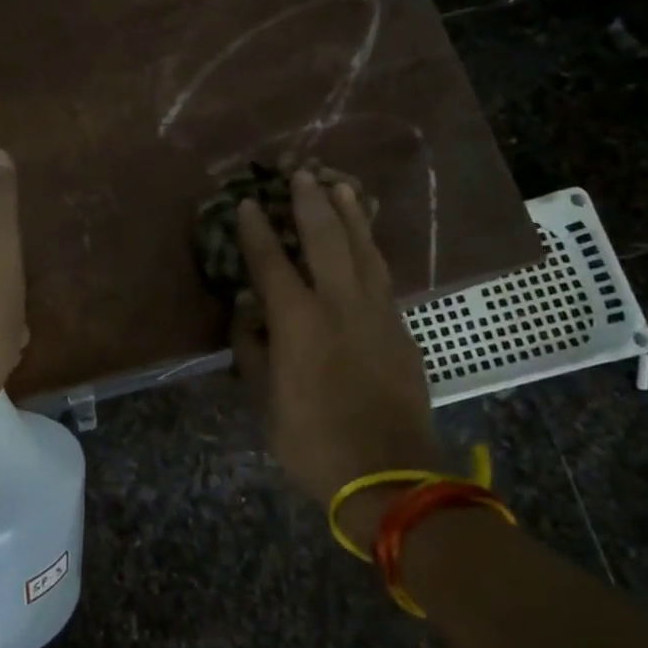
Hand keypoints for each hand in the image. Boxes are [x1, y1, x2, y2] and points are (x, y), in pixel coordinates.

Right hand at [232, 170, 441, 546]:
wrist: (390, 474)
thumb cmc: (313, 441)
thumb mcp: (266, 402)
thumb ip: (253, 353)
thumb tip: (246, 318)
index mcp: (298, 322)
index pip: (271, 263)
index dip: (256, 230)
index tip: (248, 202)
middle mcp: (338, 305)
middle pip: (325, 240)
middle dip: (311, 203)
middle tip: (301, 173)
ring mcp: (376, 314)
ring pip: (364, 250)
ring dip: (350, 215)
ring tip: (341, 185)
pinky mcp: (401, 329)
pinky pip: (382, 275)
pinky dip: (371, 249)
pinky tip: (366, 240)